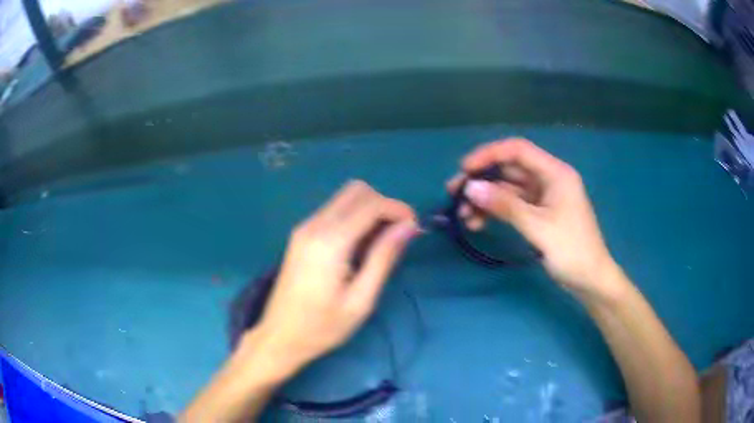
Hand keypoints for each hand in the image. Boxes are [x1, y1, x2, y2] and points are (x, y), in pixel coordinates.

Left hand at [253, 180, 418, 375]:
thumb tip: (408, 227)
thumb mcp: (361, 300)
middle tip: (397, 236)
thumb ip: (384, 258)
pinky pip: (333, 211)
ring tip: (379, 245)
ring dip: (369, 211)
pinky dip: (354, 218)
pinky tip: (359, 247)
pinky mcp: (301, 234)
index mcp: (329, 242)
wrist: (279, 336)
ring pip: (344, 197)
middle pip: (357, 190)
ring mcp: (304, 227)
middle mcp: (314, 225)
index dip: (398, 209)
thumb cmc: (322, 327)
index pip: (371, 204)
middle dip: (384, 205)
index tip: (414, 229)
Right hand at [447, 138, 617, 298]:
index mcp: (555, 173)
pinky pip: (512, 206)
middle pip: (509, 170)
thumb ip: (506, 206)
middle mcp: (548, 179)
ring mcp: (543, 197)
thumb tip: (470, 188)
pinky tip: (477, 223)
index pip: (518, 150)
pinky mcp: (538, 214)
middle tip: (454, 193)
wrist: (590, 281)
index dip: (489, 155)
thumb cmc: (572, 251)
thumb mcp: (539, 227)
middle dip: (482, 180)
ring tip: (463, 216)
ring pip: (508, 190)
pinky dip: (495, 212)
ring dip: (485, 199)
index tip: (464, 170)